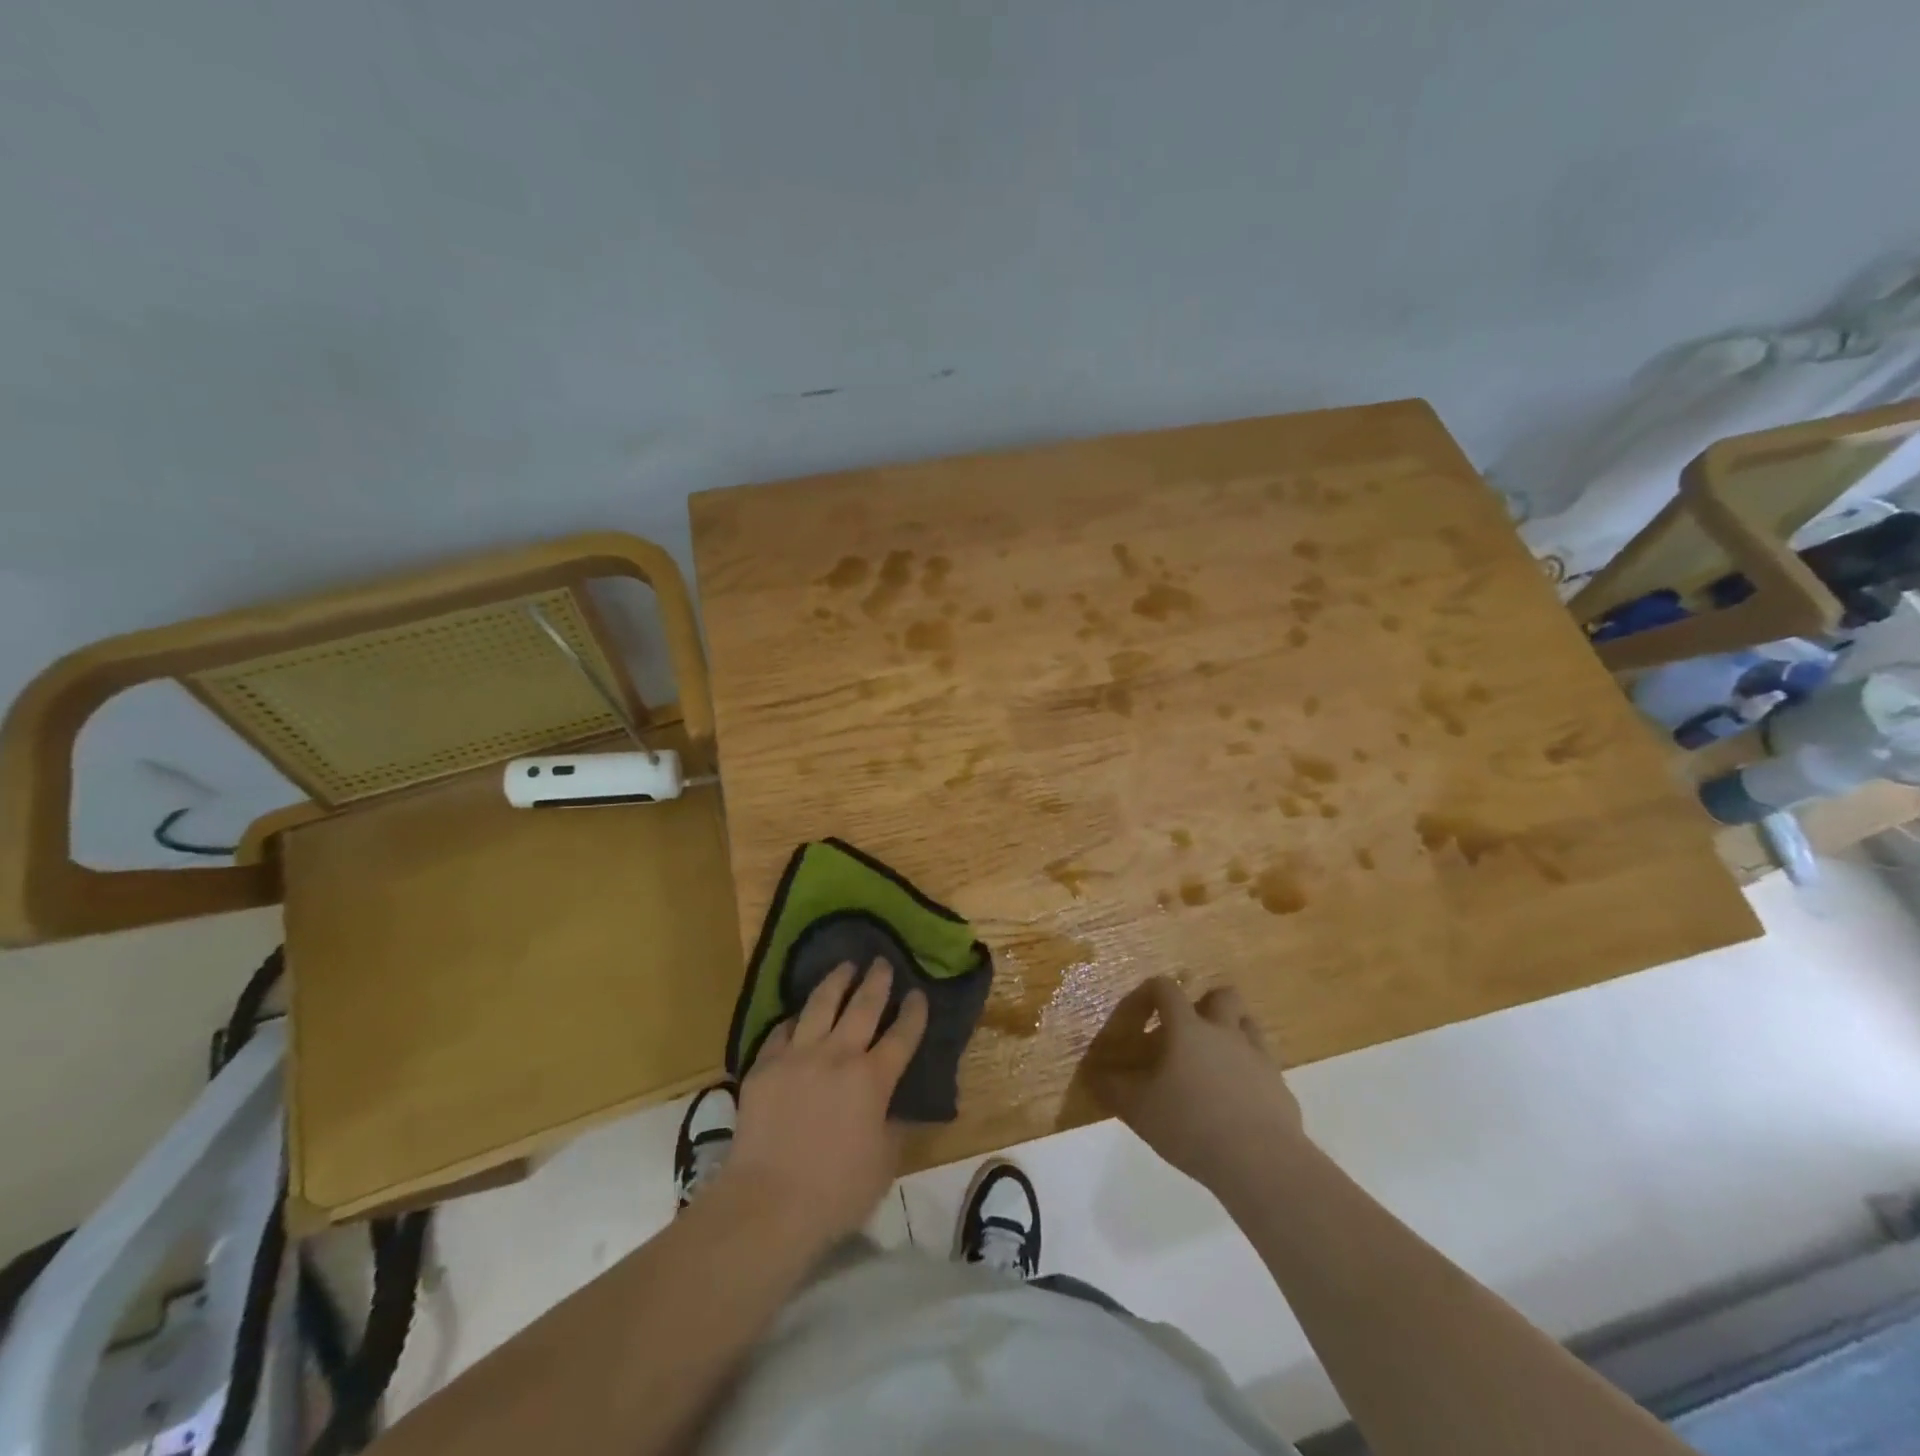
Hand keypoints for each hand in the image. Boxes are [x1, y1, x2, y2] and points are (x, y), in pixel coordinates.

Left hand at [722, 960, 927, 1249]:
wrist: (767, 1203)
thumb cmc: (835, 1192)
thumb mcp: (883, 1164)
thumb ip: (894, 1127)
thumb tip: (898, 1106)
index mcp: (873, 1080)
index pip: (902, 1035)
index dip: (914, 1012)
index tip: (918, 993)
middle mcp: (838, 1056)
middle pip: (863, 1006)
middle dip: (877, 981)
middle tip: (882, 961)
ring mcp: (798, 1055)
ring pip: (821, 1004)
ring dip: (837, 981)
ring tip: (845, 965)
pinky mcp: (765, 1065)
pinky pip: (783, 1030)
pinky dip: (795, 1019)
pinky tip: (799, 1014)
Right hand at [1085, 975, 1305, 1189]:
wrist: (1260, 1162)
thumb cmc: (1190, 1125)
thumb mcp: (1138, 1109)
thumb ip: (1113, 1088)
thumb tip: (1093, 1074)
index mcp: (1188, 1028)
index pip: (1165, 988)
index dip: (1148, 994)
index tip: (1137, 1017)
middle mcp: (1225, 1032)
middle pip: (1222, 995)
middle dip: (1205, 1004)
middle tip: (1188, 1031)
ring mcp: (1257, 1057)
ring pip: (1248, 1024)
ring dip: (1232, 1032)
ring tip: (1215, 1061)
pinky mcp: (1280, 1086)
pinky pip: (1264, 1064)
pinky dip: (1250, 1071)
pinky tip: (1237, 1100)